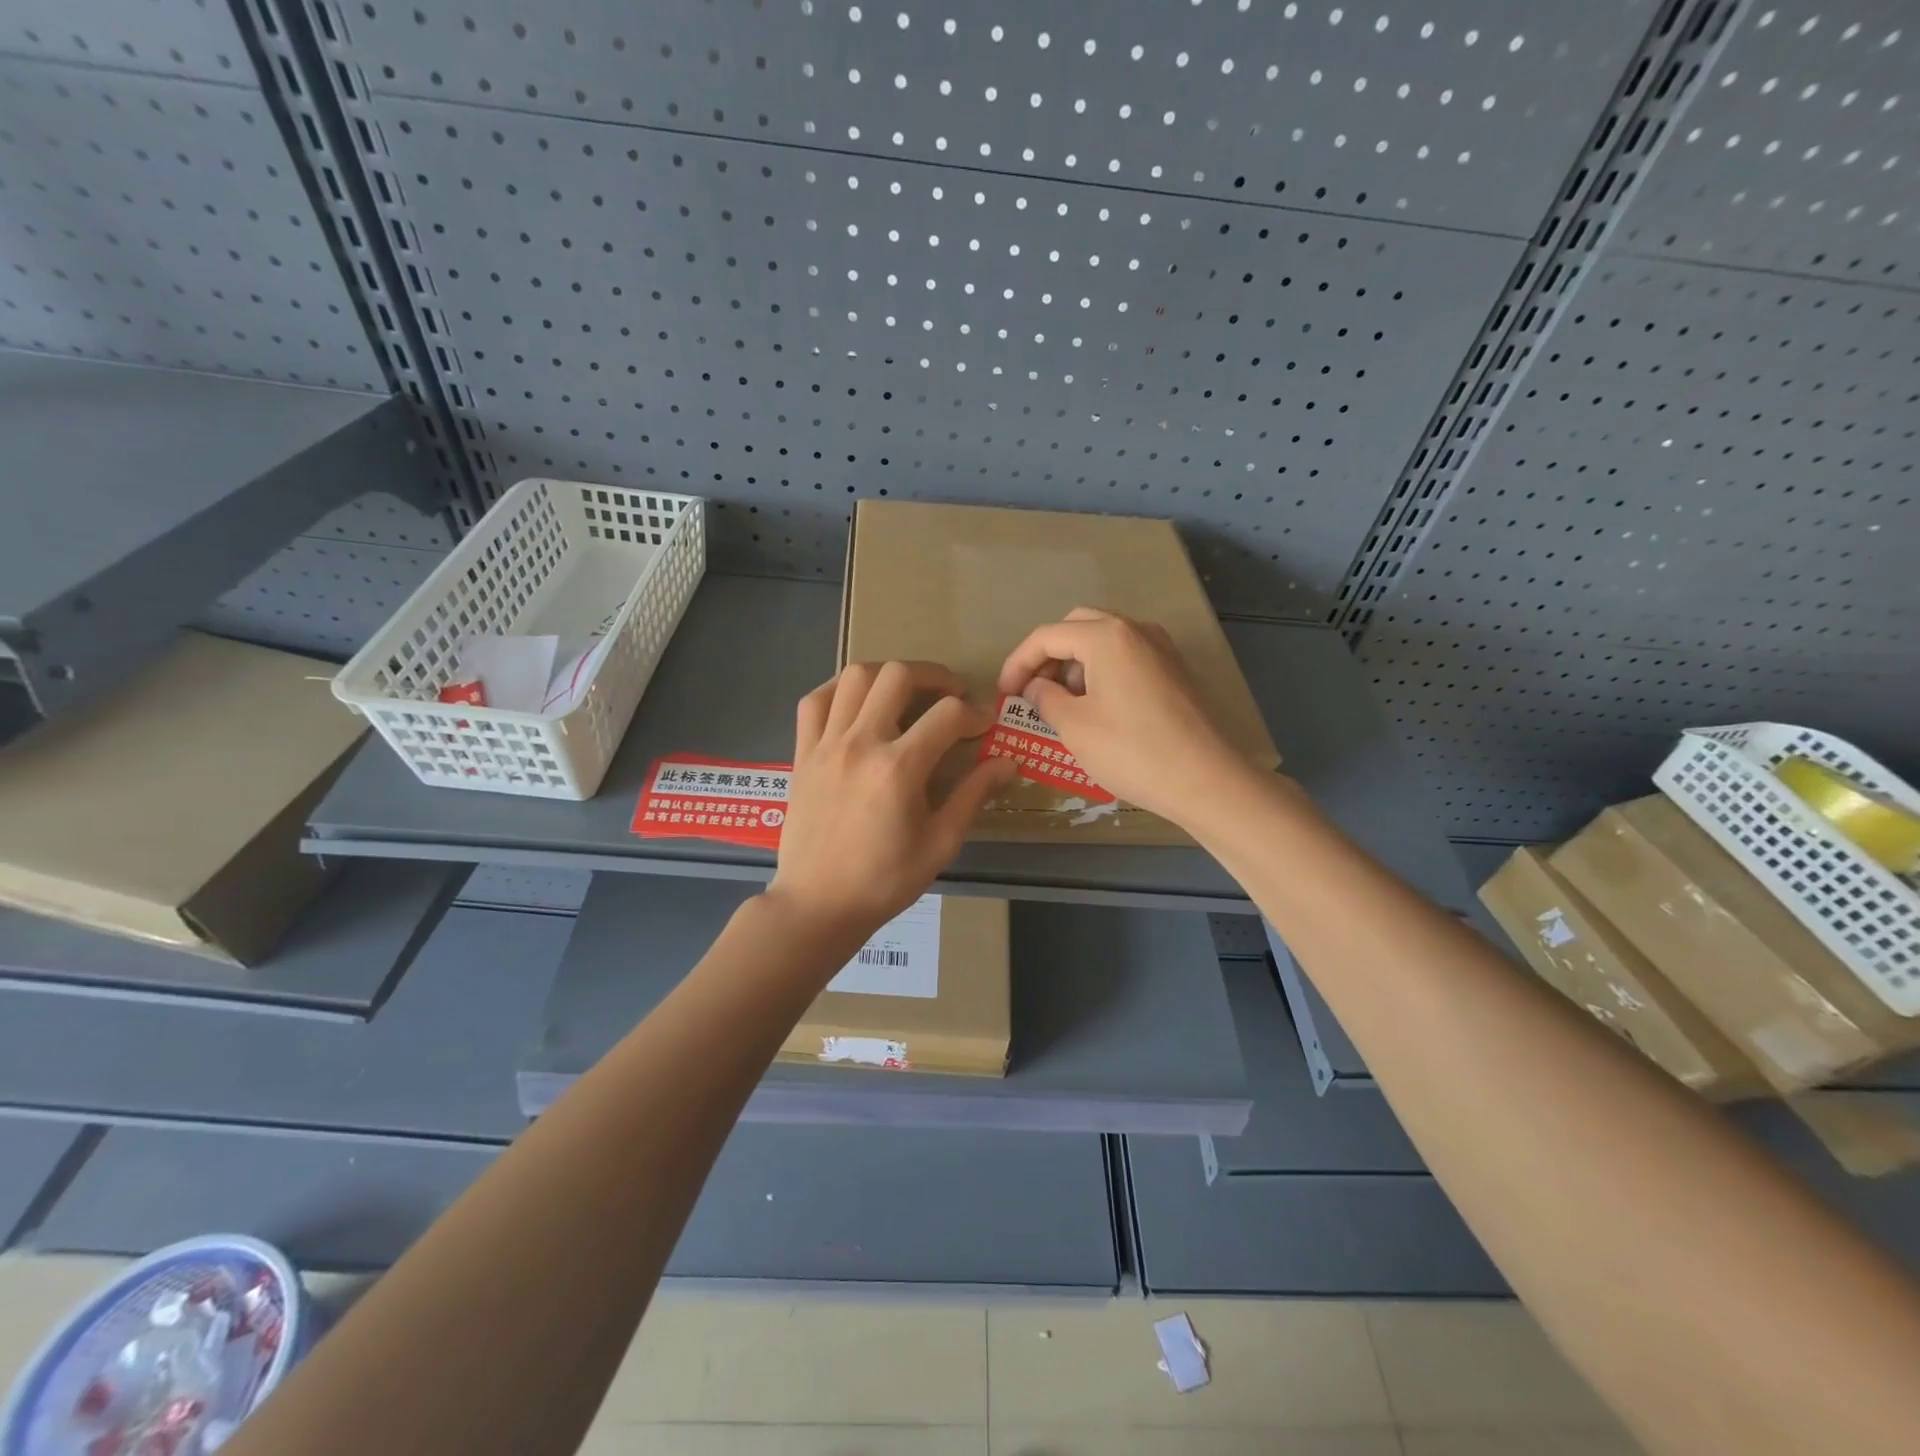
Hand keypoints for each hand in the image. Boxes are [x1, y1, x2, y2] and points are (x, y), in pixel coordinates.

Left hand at [767, 661, 1016, 946]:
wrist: (817, 904)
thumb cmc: (884, 881)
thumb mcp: (940, 843)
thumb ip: (973, 795)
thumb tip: (1008, 762)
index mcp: (899, 768)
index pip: (948, 715)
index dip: (975, 713)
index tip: (985, 726)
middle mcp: (860, 743)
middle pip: (899, 676)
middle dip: (935, 677)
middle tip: (950, 697)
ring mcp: (826, 744)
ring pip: (855, 676)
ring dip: (888, 675)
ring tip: (906, 694)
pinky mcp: (802, 752)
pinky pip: (815, 700)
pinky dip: (839, 690)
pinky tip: (857, 704)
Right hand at [997, 607, 1247, 823]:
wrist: (1207, 780)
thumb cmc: (1132, 751)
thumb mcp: (1074, 727)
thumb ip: (1045, 699)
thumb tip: (1035, 687)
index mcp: (1106, 637)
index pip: (1047, 636)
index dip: (1018, 662)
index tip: (1005, 694)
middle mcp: (1136, 629)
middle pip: (1077, 627)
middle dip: (1048, 656)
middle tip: (1033, 691)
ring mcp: (1161, 648)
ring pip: (1105, 640)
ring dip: (1076, 663)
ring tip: (1063, 704)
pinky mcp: (1175, 670)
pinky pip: (1127, 657)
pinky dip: (1103, 671)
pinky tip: (1098, 708)